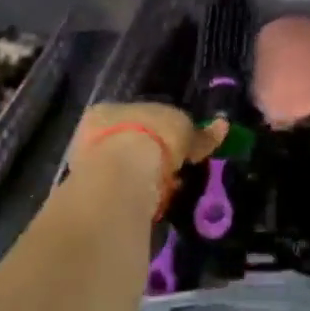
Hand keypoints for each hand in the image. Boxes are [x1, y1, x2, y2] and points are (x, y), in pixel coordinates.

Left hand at [67, 102, 227, 215]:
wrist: (120, 173)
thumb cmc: (153, 136)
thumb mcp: (184, 130)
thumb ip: (201, 133)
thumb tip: (222, 125)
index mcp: (111, 108)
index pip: (138, 115)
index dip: (159, 129)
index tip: (176, 145)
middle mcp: (93, 131)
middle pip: (128, 140)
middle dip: (149, 154)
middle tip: (172, 169)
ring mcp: (87, 162)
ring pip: (121, 167)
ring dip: (141, 176)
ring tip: (164, 189)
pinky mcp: (88, 191)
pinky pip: (120, 190)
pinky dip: (136, 194)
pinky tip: (150, 201)